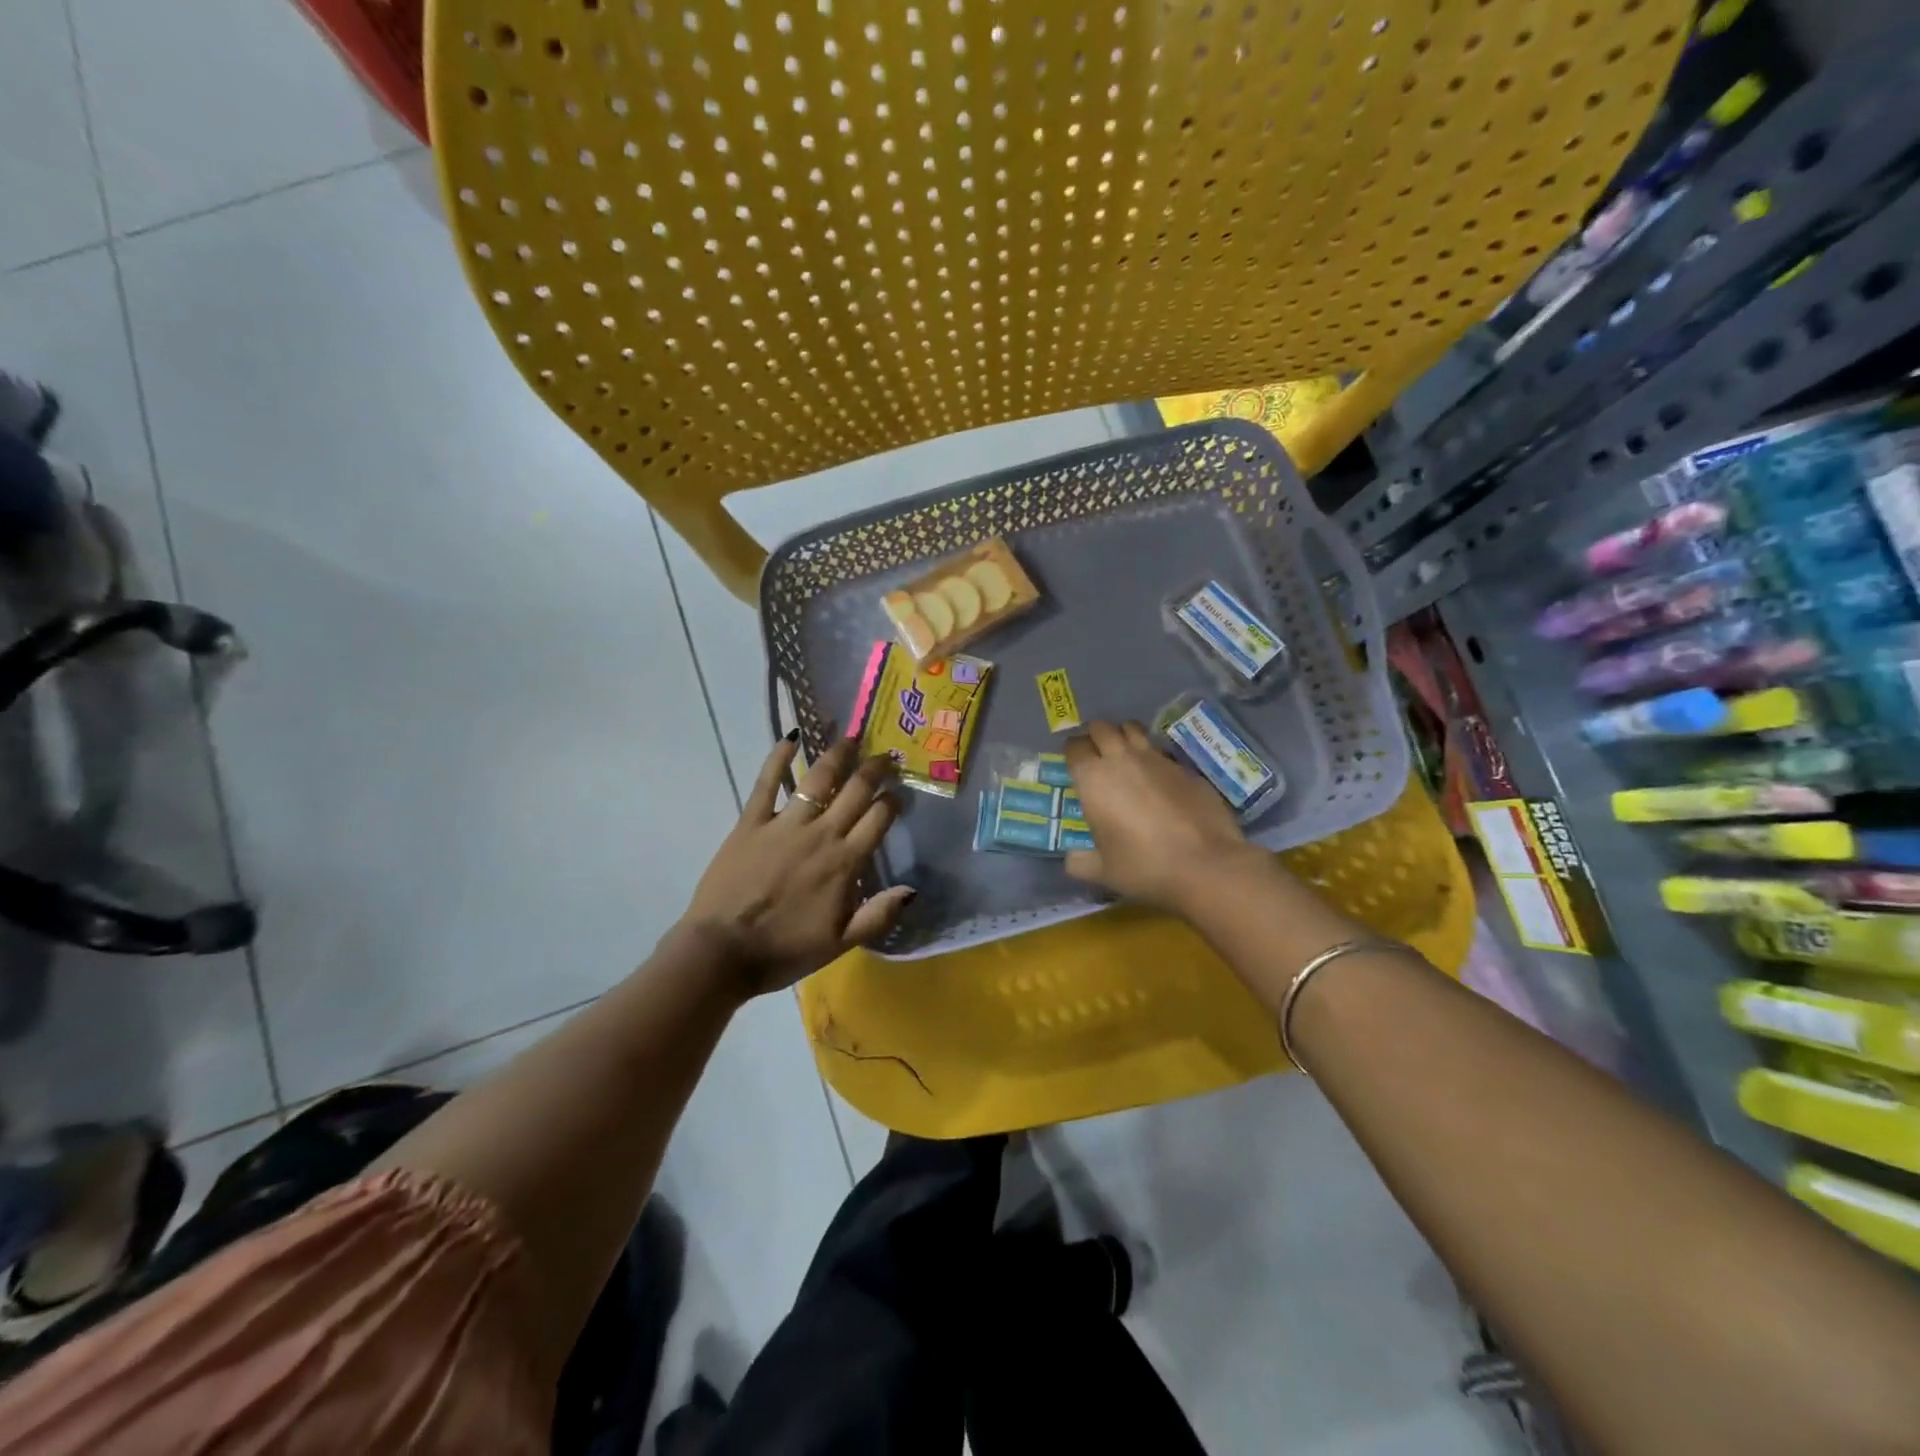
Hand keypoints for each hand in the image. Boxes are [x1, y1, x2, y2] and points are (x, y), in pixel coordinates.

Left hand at [682, 734, 913, 997]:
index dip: (893, 800)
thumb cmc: (785, 950)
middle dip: (875, 768)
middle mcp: (821, 834)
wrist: (723, 952)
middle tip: (886, 754)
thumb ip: (878, 915)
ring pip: (818, 779)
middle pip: (855, 790)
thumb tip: (912, 889)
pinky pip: (767, 783)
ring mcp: (785, 824)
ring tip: (850, 738)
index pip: (879, 818)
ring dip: (837, 755)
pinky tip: (792, 737)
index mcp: (845, 862)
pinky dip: (779, 757)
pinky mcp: (751, 822)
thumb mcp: (841, 943)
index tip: (900, 792)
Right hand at [1063, 720, 1256, 912]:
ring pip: (1133, 729)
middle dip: (1096, 736)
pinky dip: (1154, 758)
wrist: (1205, 864)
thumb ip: (1080, 862)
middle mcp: (1122, 759)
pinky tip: (1159, 780)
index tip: (1075, 763)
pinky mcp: (1184, 767)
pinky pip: (1161, 751)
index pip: (1074, 747)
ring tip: (1125, 755)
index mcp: (1093, 779)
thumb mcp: (1103, 871)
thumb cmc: (1144, 866)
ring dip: (1124, 736)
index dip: (1072, 752)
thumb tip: (1071, 859)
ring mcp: (1156, 759)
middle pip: (1102, 728)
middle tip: (1097, 755)